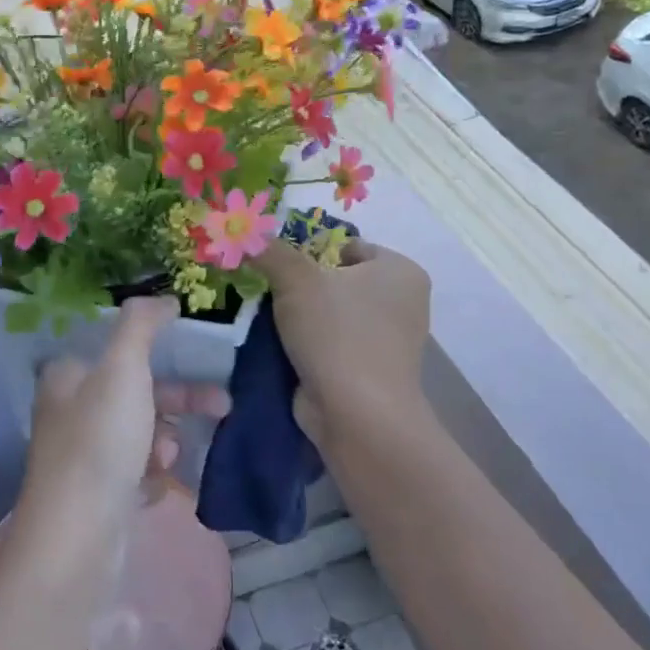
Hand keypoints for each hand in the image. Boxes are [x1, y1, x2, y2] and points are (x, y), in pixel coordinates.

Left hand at [15, 297, 230, 556]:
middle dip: (178, 402)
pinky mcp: (97, 498)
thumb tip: (165, 299)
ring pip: (141, 436)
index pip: (118, 352)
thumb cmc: (100, 441)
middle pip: (137, 394)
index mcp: (68, 378)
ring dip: (164, 444)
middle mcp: (71, 414)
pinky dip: (153, 480)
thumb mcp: (123, 367)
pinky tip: (155, 492)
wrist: (78, 537)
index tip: (198, 358)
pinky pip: (138, 476)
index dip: (160, 354)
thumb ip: (142, 325)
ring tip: (166, 462)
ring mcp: (83, 458)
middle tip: (223, 407)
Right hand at [253, 239, 430, 446]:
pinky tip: (276, 344)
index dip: (308, 250)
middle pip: (336, 279)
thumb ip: (271, 251)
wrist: (356, 415)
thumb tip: (247, 234)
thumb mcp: (297, 279)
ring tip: (263, 315)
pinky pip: (329, 343)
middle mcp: (401, 302)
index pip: (347, 245)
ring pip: (330, 313)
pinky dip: (306, 343)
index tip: (275, 264)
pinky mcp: (367, 371)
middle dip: (299, 284)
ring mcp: (386, 340)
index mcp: (400, 271)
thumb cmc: (337, 333)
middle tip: (264, 287)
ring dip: (298, 316)